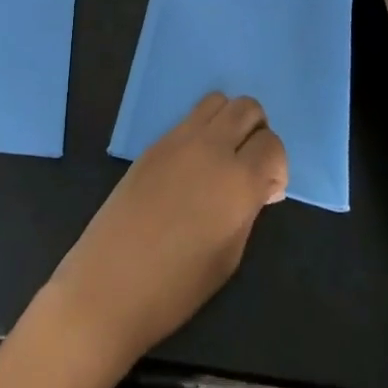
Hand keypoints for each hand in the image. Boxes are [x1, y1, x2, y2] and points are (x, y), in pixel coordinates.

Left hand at [46, 93, 287, 366]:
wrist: (110, 282)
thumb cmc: (177, 285)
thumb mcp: (230, 254)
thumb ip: (248, 208)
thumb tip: (258, 186)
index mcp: (237, 179)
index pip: (273, 144)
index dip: (277, 167)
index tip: (266, 194)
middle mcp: (210, 147)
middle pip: (247, 108)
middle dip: (257, 132)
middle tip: (250, 168)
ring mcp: (177, 140)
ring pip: (216, 102)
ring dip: (229, 122)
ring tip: (222, 161)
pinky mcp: (153, 144)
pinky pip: (189, 120)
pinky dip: (203, 132)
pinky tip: (193, 169)